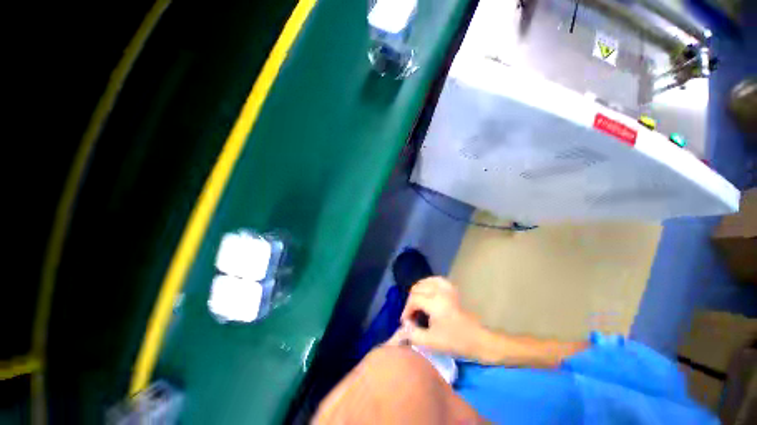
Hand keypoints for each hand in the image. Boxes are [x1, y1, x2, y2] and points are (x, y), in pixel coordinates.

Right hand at [398, 277, 490, 360]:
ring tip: (417, 303)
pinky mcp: (452, 288)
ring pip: (425, 281)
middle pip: (417, 288)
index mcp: (435, 303)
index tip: (406, 322)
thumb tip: (404, 326)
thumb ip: (413, 334)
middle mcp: (440, 291)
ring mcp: (447, 288)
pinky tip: (427, 292)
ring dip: (418, 291)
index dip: (406, 310)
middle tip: (412, 314)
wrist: (479, 339)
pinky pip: (436, 280)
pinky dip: (428, 284)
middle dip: (411, 301)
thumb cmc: (456, 341)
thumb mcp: (431, 342)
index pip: (413, 299)